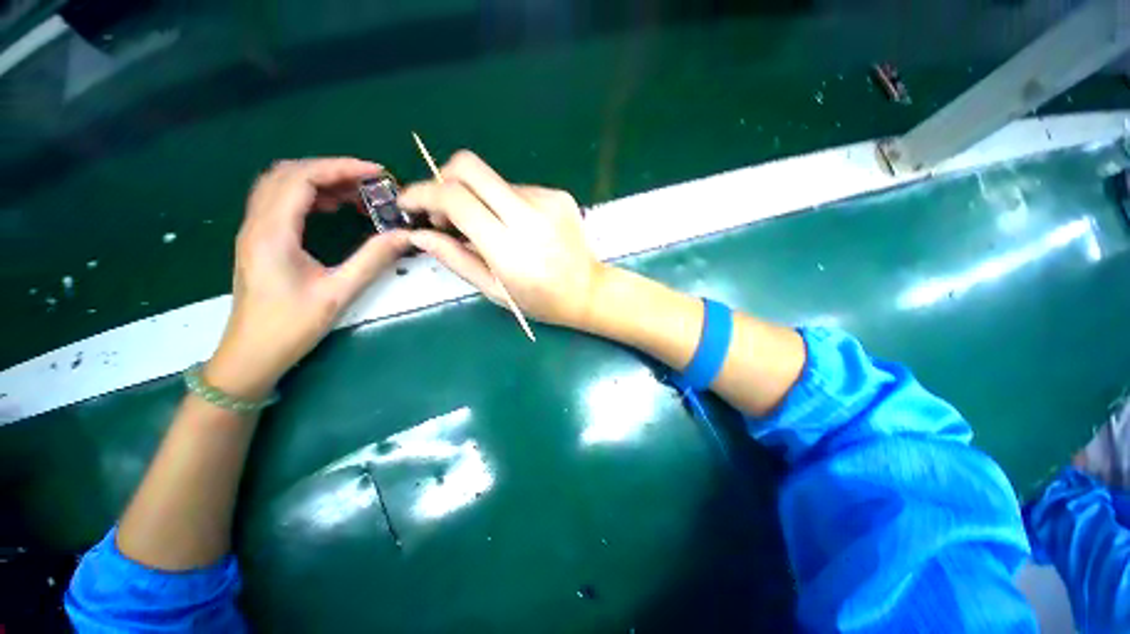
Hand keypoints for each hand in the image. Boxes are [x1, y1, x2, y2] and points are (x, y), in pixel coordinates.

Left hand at [205, 158, 409, 399]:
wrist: (251, 354)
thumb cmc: (290, 326)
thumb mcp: (338, 294)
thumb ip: (371, 260)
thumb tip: (404, 236)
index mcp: (272, 232)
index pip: (301, 178)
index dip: (340, 168)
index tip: (377, 174)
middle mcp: (257, 223)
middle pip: (288, 174)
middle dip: (332, 170)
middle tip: (371, 183)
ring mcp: (255, 231)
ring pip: (282, 185)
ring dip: (320, 181)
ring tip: (358, 194)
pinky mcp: (260, 240)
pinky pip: (282, 202)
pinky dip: (310, 196)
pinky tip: (334, 208)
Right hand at [398, 151, 604, 328]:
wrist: (589, 291)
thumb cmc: (542, 301)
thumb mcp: (495, 291)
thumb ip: (456, 260)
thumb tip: (419, 235)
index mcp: (510, 248)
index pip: (455, 199)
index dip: (423, 194)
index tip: (410, 204)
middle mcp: (529, 216)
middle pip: (470, 167)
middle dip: (443, 179)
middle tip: (443, 210)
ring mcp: (547, 200)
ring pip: (493, 180)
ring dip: (478, 198)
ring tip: (488, 229)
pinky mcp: (559, 195)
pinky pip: (517, 189)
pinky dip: (504, 203)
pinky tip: (515, 227)